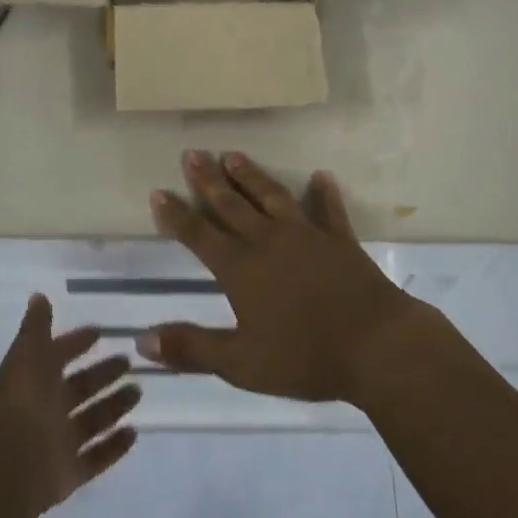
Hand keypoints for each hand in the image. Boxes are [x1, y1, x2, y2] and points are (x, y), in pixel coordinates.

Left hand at [0, 294, 140, 517]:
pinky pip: (96, 457)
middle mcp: (46, 410)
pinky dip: (114, 447)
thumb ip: (36, 326)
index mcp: (35, 381)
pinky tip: (134, 433)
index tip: (100, 332)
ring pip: (92, 420)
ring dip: (114, 406)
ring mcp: (58, 444)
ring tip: (138, 392)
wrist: (13, 464)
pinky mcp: (69, 474)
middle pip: (80, 389)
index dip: (76, 343)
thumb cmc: (24, 401)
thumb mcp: (28, 353)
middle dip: (103, 374)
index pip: (58, 356)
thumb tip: (38, 296)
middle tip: (129, 362)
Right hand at [138, 151, 426, 404]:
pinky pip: (329, 209)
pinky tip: (321, 176)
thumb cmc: (304, 357)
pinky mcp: (338, 238)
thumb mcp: (241, 363)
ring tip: (233, 155)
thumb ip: (192, 348)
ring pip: (271, 196)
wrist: (375, 344)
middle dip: (208, 180)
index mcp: (241, 268)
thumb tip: (142, 339)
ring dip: (251, 175)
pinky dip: (324, 192)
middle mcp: (268, 240)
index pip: (199, 236)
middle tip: (192, 153)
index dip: (177, 215)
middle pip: (231, 204)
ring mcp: (306, 234)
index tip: (158, 191)